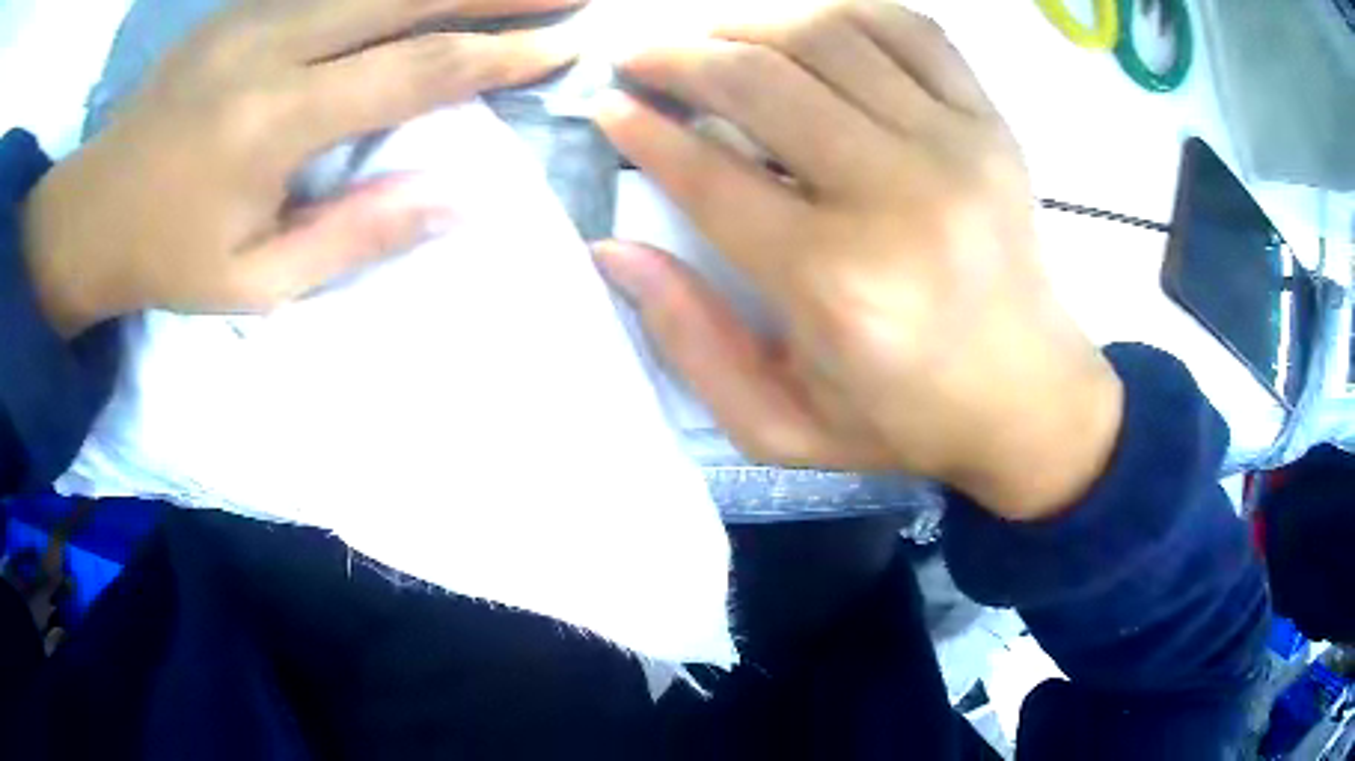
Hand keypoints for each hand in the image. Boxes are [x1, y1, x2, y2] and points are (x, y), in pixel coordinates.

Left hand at [22, 0, 580, 336]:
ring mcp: (252, 16)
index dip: (500, 55)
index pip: (416, 70)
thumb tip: (457, 199)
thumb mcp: (256, 283)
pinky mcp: (239, 9)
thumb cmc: (167, 259)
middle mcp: (271, 46)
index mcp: (274, 122)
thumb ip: (354, 236)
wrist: (90, 212)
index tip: (564, 45)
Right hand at [594, 0, 1122, 519]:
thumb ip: (690, 343)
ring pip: (828, 35)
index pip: (710, 175)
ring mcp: (955, 146)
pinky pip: (909, 29)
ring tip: (712, 39)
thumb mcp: (781, 426)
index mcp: (836, 284)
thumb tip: (614, 250)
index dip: (643, 131)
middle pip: (761, 81)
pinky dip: (845, 12)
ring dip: (749, 25)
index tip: (608, 109)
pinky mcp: (990, 125)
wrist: (1030, 398)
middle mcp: (896, 196)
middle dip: (679, 57)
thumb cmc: (905, 419)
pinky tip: (808, 30)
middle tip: (641, 58)